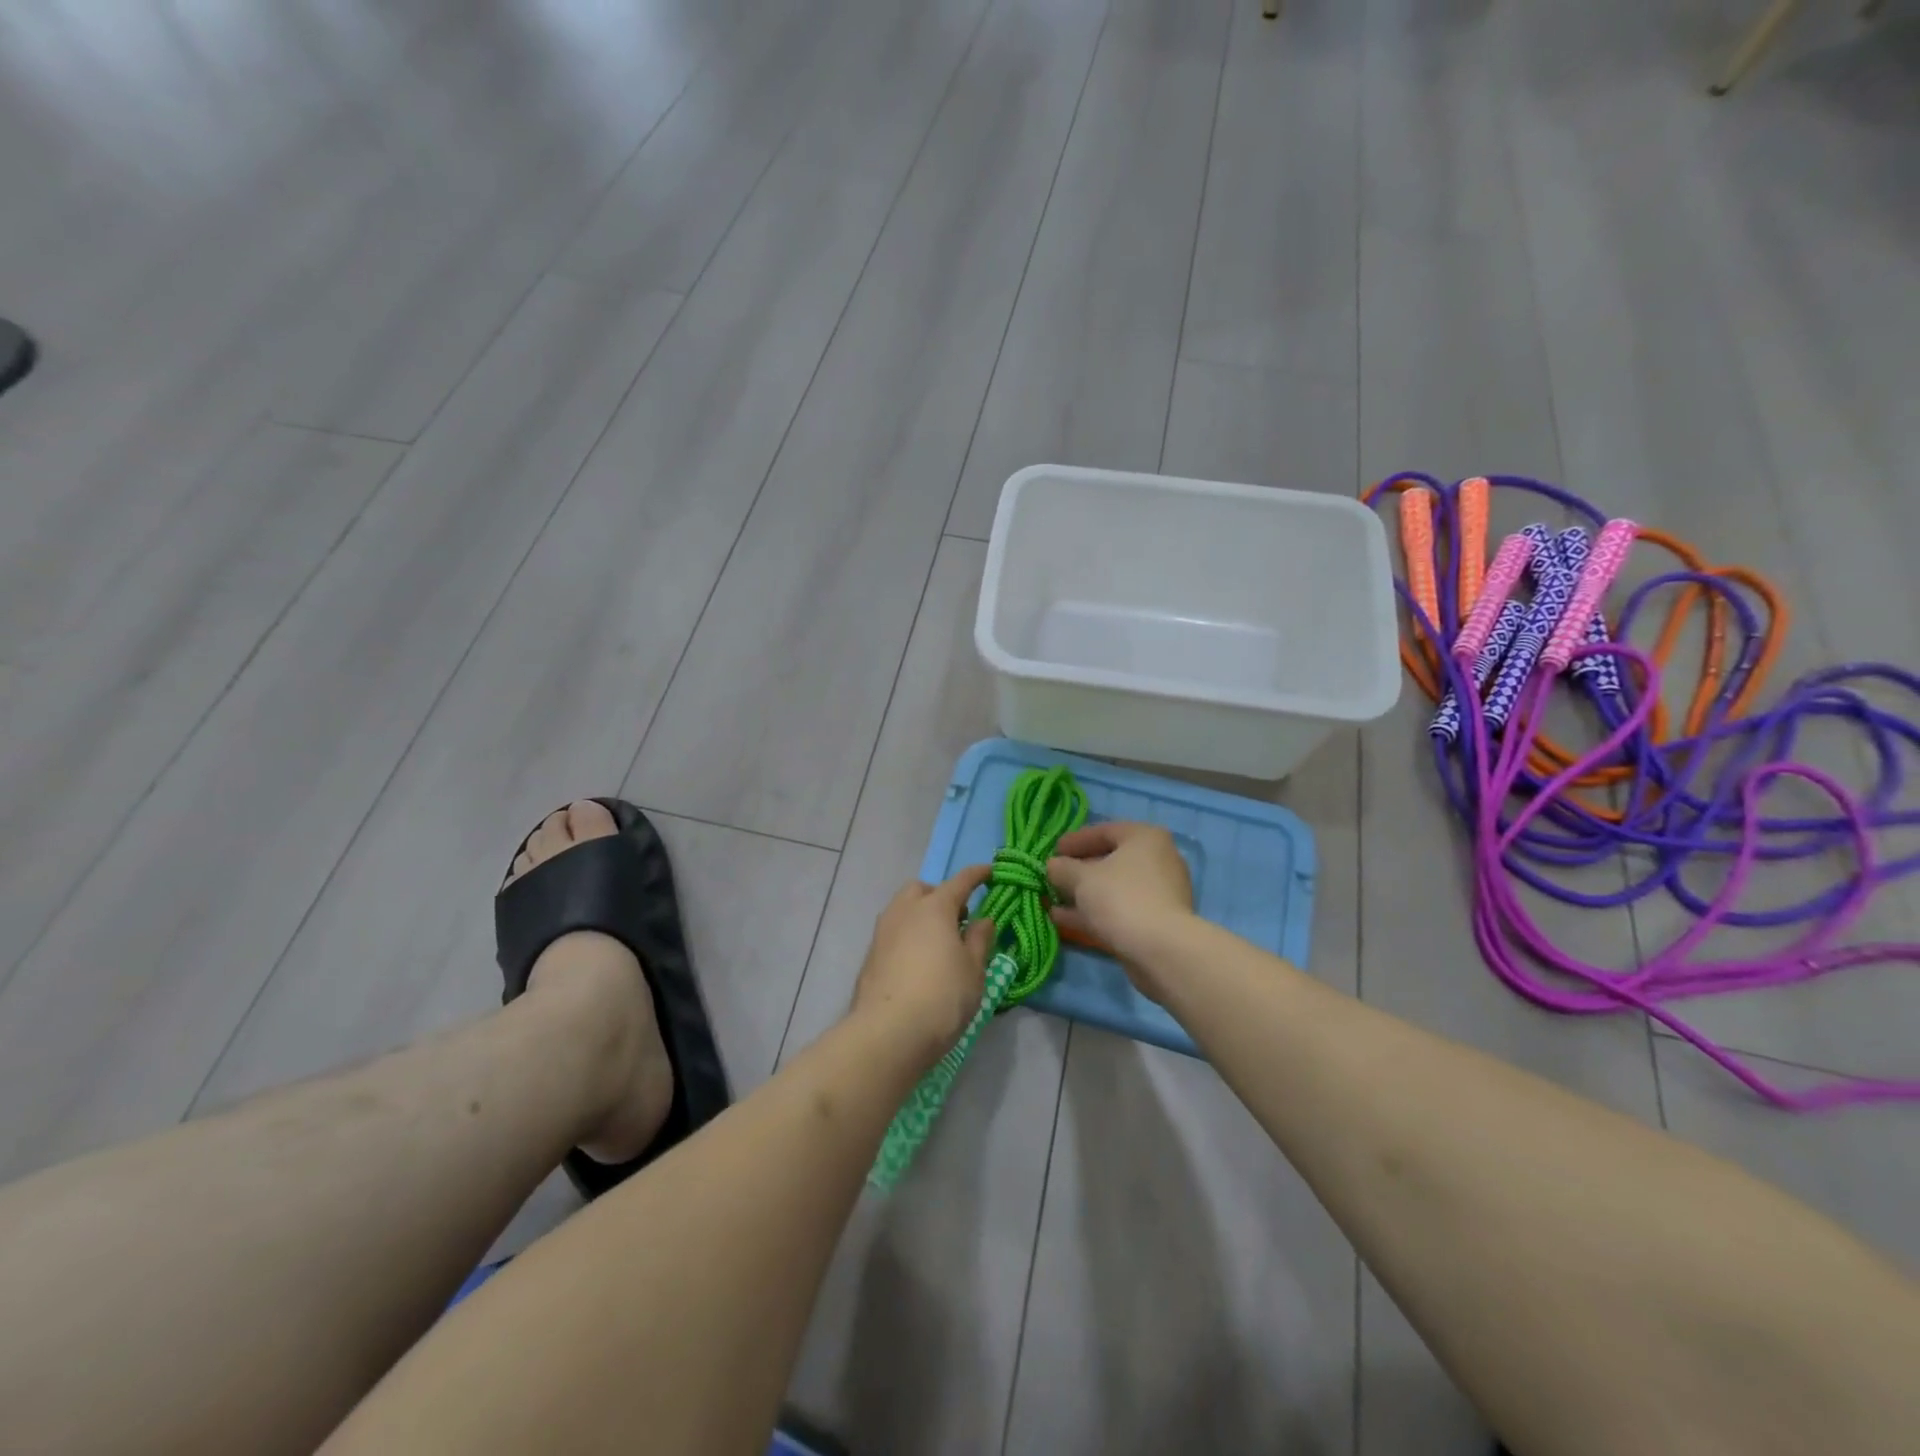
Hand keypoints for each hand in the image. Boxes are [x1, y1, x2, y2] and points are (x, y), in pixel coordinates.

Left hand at [851, 866, 995, 1059]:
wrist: (888, 1033)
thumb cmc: (942, 997)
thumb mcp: (973, 970)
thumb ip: (979, 940)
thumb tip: (983, 919)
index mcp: (934, 907)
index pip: (960, 881)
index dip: (977, 875)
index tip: (989, 871)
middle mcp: (904, 911)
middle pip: (923, 890)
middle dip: (940, 895)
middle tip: (959, 918)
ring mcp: (883, 932)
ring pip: (903, 909)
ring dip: (921, 915)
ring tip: (939, 942)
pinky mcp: (870, 955)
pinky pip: (894, 933)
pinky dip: (908, 936)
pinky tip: (919, 961)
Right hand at [1047, 823, 1193, 998]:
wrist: (1160, 949)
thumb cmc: (1120, 898)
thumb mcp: (1081, 878)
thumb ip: (1062, 868)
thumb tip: (1053, 866)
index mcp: (1145, 838)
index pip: (1104, 831)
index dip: (1075, 840)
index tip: (1053, 852)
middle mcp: (1158, 860)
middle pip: (1110, 860)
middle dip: (1078, 871)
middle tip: (1053, 877)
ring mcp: (1159, 893)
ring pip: (1113, 888)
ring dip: (1083, 894)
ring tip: (1051, 901)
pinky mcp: (1156, 921)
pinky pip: (1119, 909)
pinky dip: (1094, 912)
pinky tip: (1065, 920)